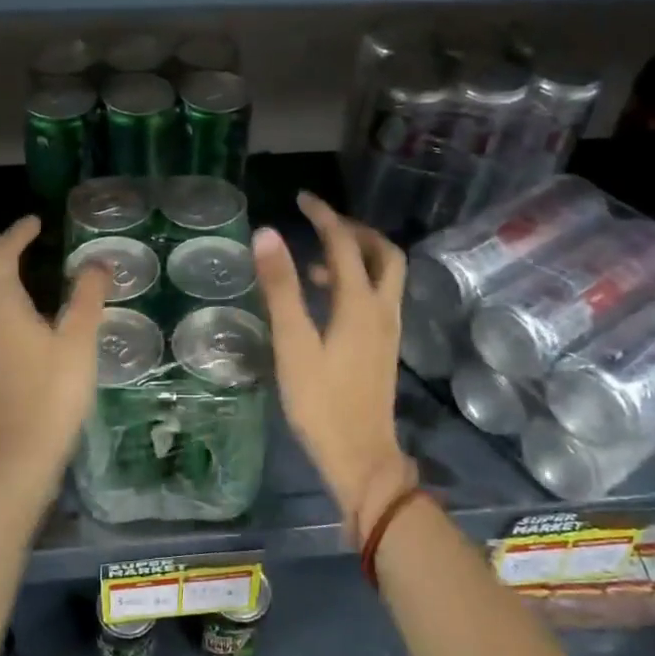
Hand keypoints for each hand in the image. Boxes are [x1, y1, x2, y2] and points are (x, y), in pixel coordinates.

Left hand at [0, 217, 108, 498]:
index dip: (17, 234)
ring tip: (18, 271)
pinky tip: (16, 316)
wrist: (20, 452)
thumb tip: (98, 263)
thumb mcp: (78, 340)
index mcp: (0, 306)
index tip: (36, 222)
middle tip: (23, 242)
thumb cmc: (52, 392)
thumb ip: (88, 296)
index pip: (1, 255)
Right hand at [252, 193, 414, 540]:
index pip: (345, 244)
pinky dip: (356, 283)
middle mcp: (382, 310)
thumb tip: (266, 234)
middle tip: (321, 224)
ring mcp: (387, 331)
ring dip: (357, 257)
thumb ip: (281, 288)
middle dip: (355, 231)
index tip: (301, 199)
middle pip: (383, 254)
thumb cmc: (321, 402)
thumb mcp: (293, 344)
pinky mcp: (383, 349)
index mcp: (360, 304)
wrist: (360, 457)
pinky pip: (377, 298)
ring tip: (314, 262)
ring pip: (384, 277)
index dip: (324, 216)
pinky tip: (326, 302)